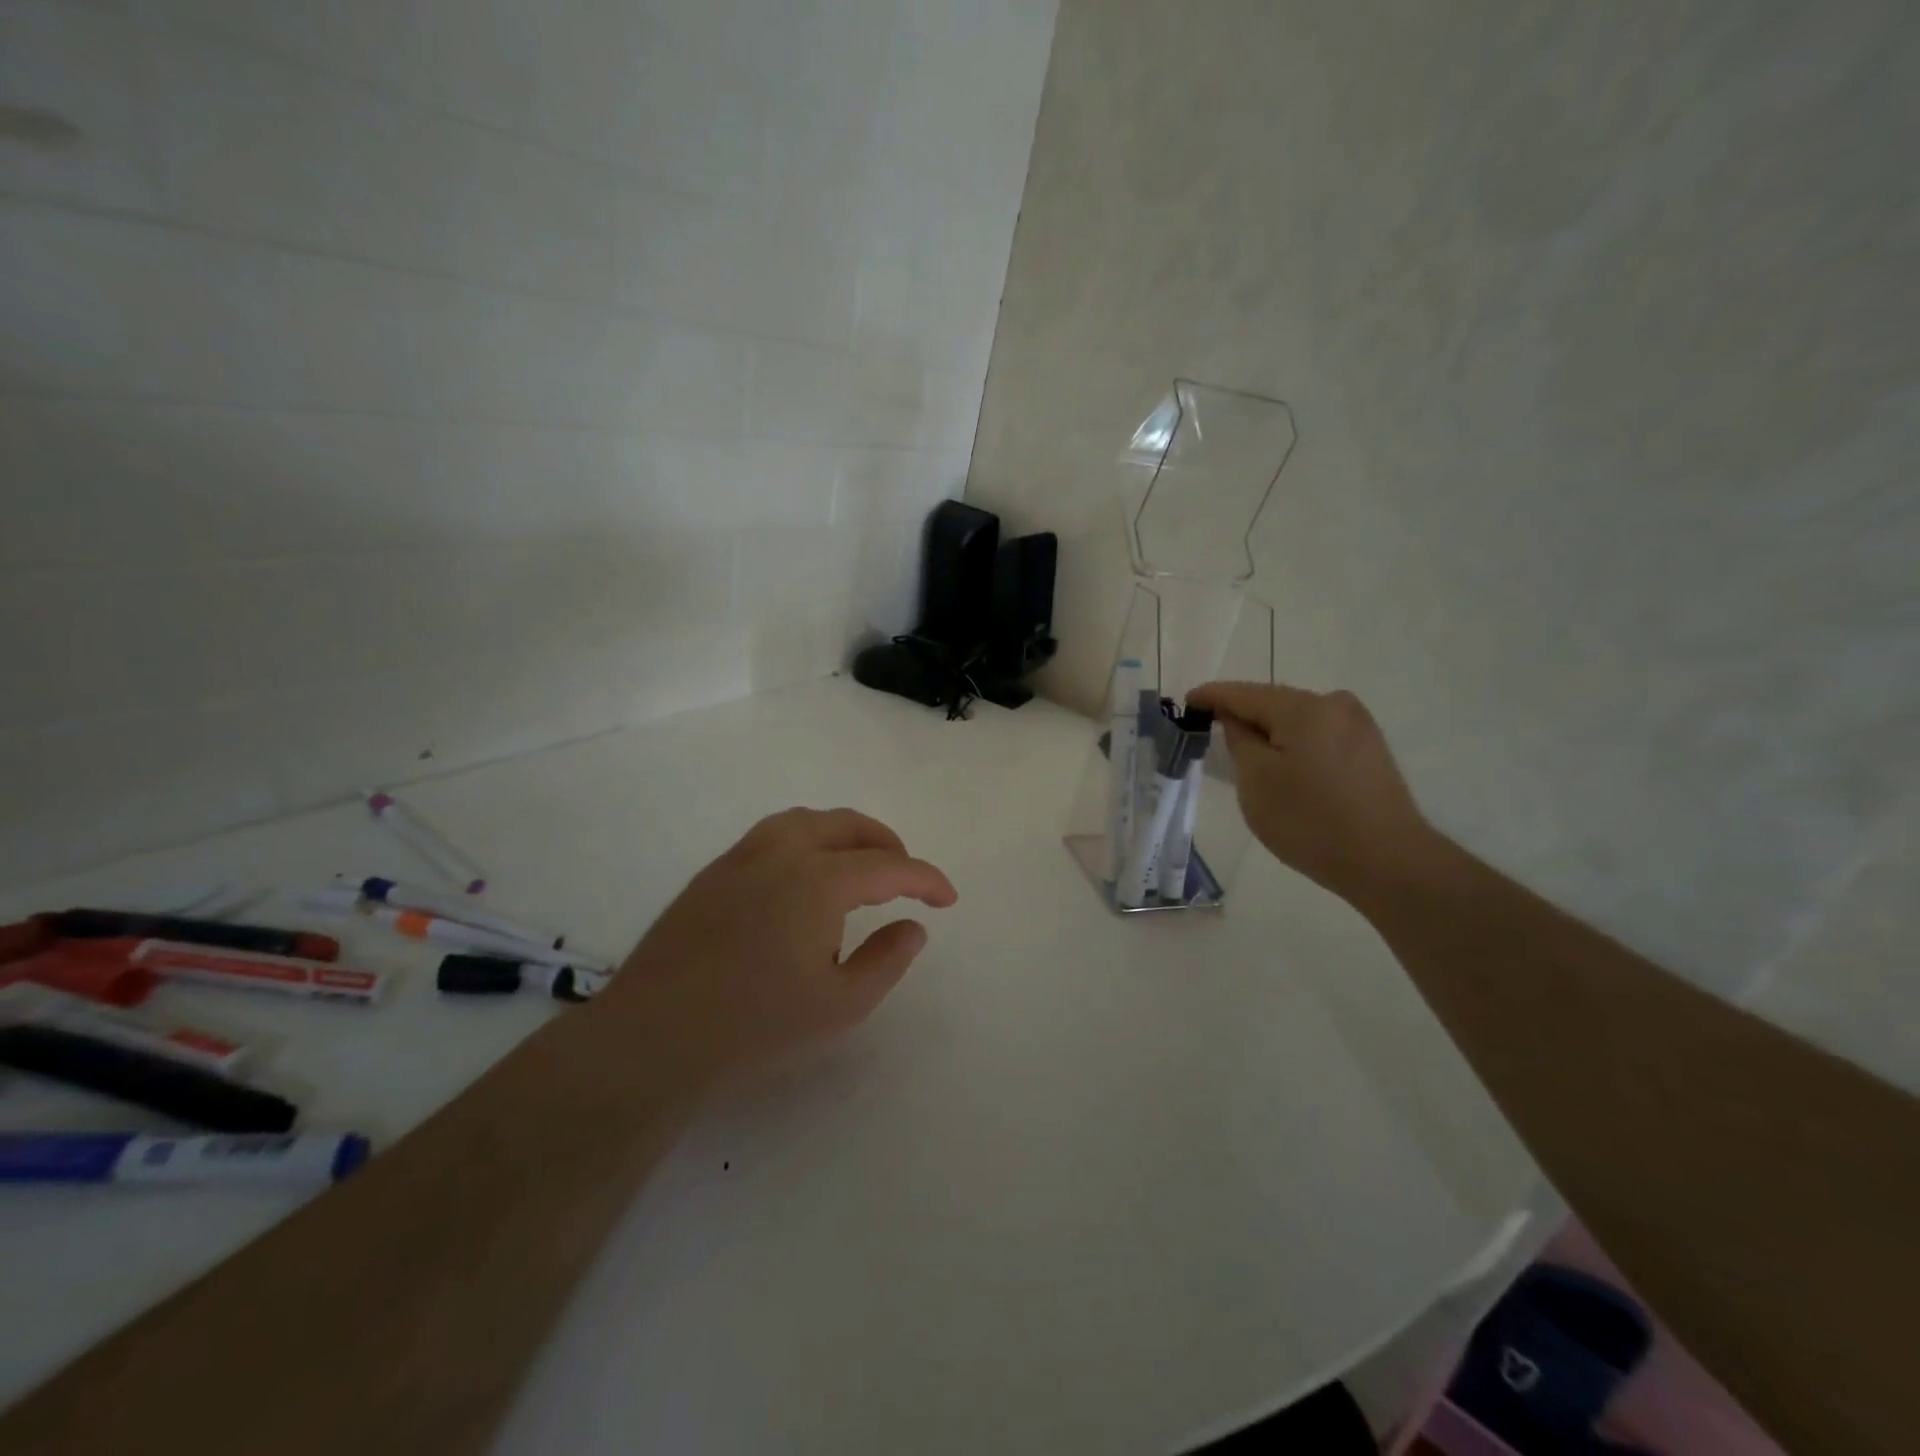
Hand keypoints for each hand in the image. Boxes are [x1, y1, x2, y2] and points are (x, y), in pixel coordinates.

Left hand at [602, 808, 957, 1092]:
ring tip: (859, 869)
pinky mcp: (712, 873)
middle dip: (886, 845)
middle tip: (906, 878)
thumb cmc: (755, 1028)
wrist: (651, 1039)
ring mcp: (740, 858)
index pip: (889, 866)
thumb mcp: (840, 1007)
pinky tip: (804, 882)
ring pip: (806, 821)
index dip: (926, 879)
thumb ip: (887, 960)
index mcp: (818, 880)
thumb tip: (913, 927)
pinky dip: (807, 842)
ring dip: (844, 836)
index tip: (947, 899)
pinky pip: (773, 836)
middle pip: (847, 826)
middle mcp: (781, 852)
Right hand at [1186, 681, 1435, 903]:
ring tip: (1245, 751)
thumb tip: (1236, 719)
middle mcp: (1335, 705)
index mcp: (1303, 707)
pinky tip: (1284, 765)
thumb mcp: (1256, 780)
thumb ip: (1239, 740)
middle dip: (1242, 714)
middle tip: (1211, 727)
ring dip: (1270, 731)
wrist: (1387, 861)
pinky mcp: (1371, 751)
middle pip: (1274, 703)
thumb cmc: (1310, 820)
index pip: (1243, 693)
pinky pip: (1318, 736)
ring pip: (1298, 720)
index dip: (1212, 696)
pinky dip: (1294, 744)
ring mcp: (1359, 727)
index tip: (1187, 701)